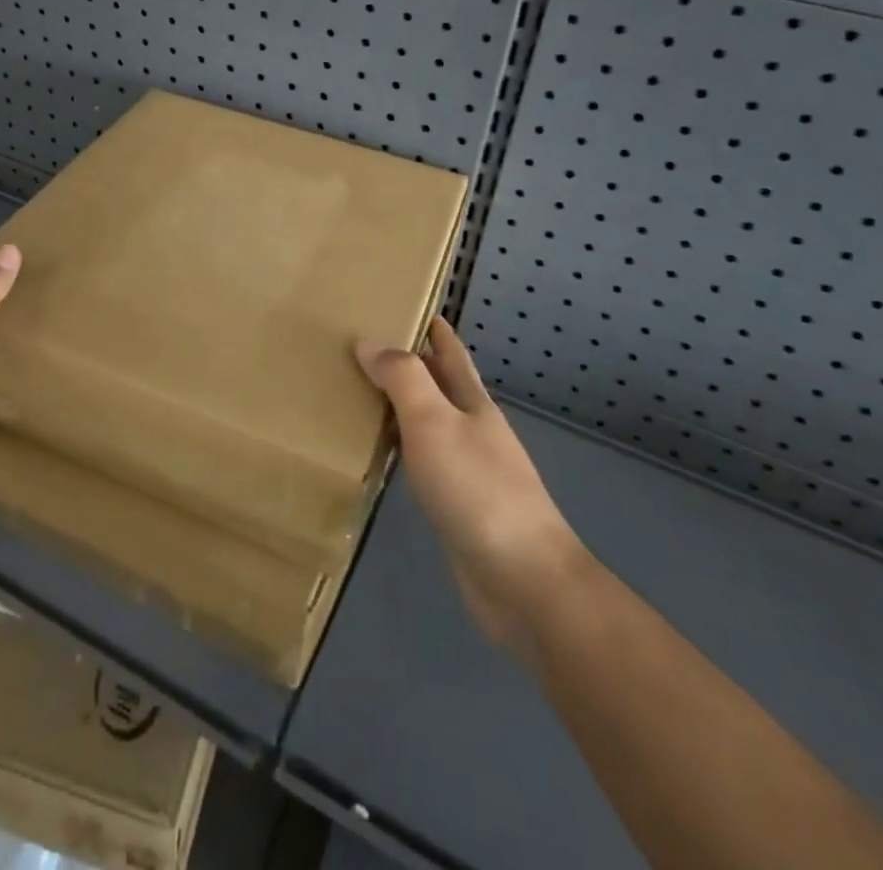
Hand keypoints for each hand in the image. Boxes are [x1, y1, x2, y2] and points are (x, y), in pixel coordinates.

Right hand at [356, 319, 585, 648]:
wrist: (522, 580)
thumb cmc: (477, 488)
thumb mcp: (434, 421)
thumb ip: (402, 378)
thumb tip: (370, 342)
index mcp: (472, 402)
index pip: (451, 352)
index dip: (432, 327)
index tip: (406, 302)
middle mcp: (471, 428)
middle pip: (438, 384)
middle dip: (409, 361)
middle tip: (363, 342)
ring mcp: (466, 468)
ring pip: (427, 422)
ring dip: (400, 404)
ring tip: (359, 389)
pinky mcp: (455, 505)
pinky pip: (420, 460)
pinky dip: (398, 445)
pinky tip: (378, 451)